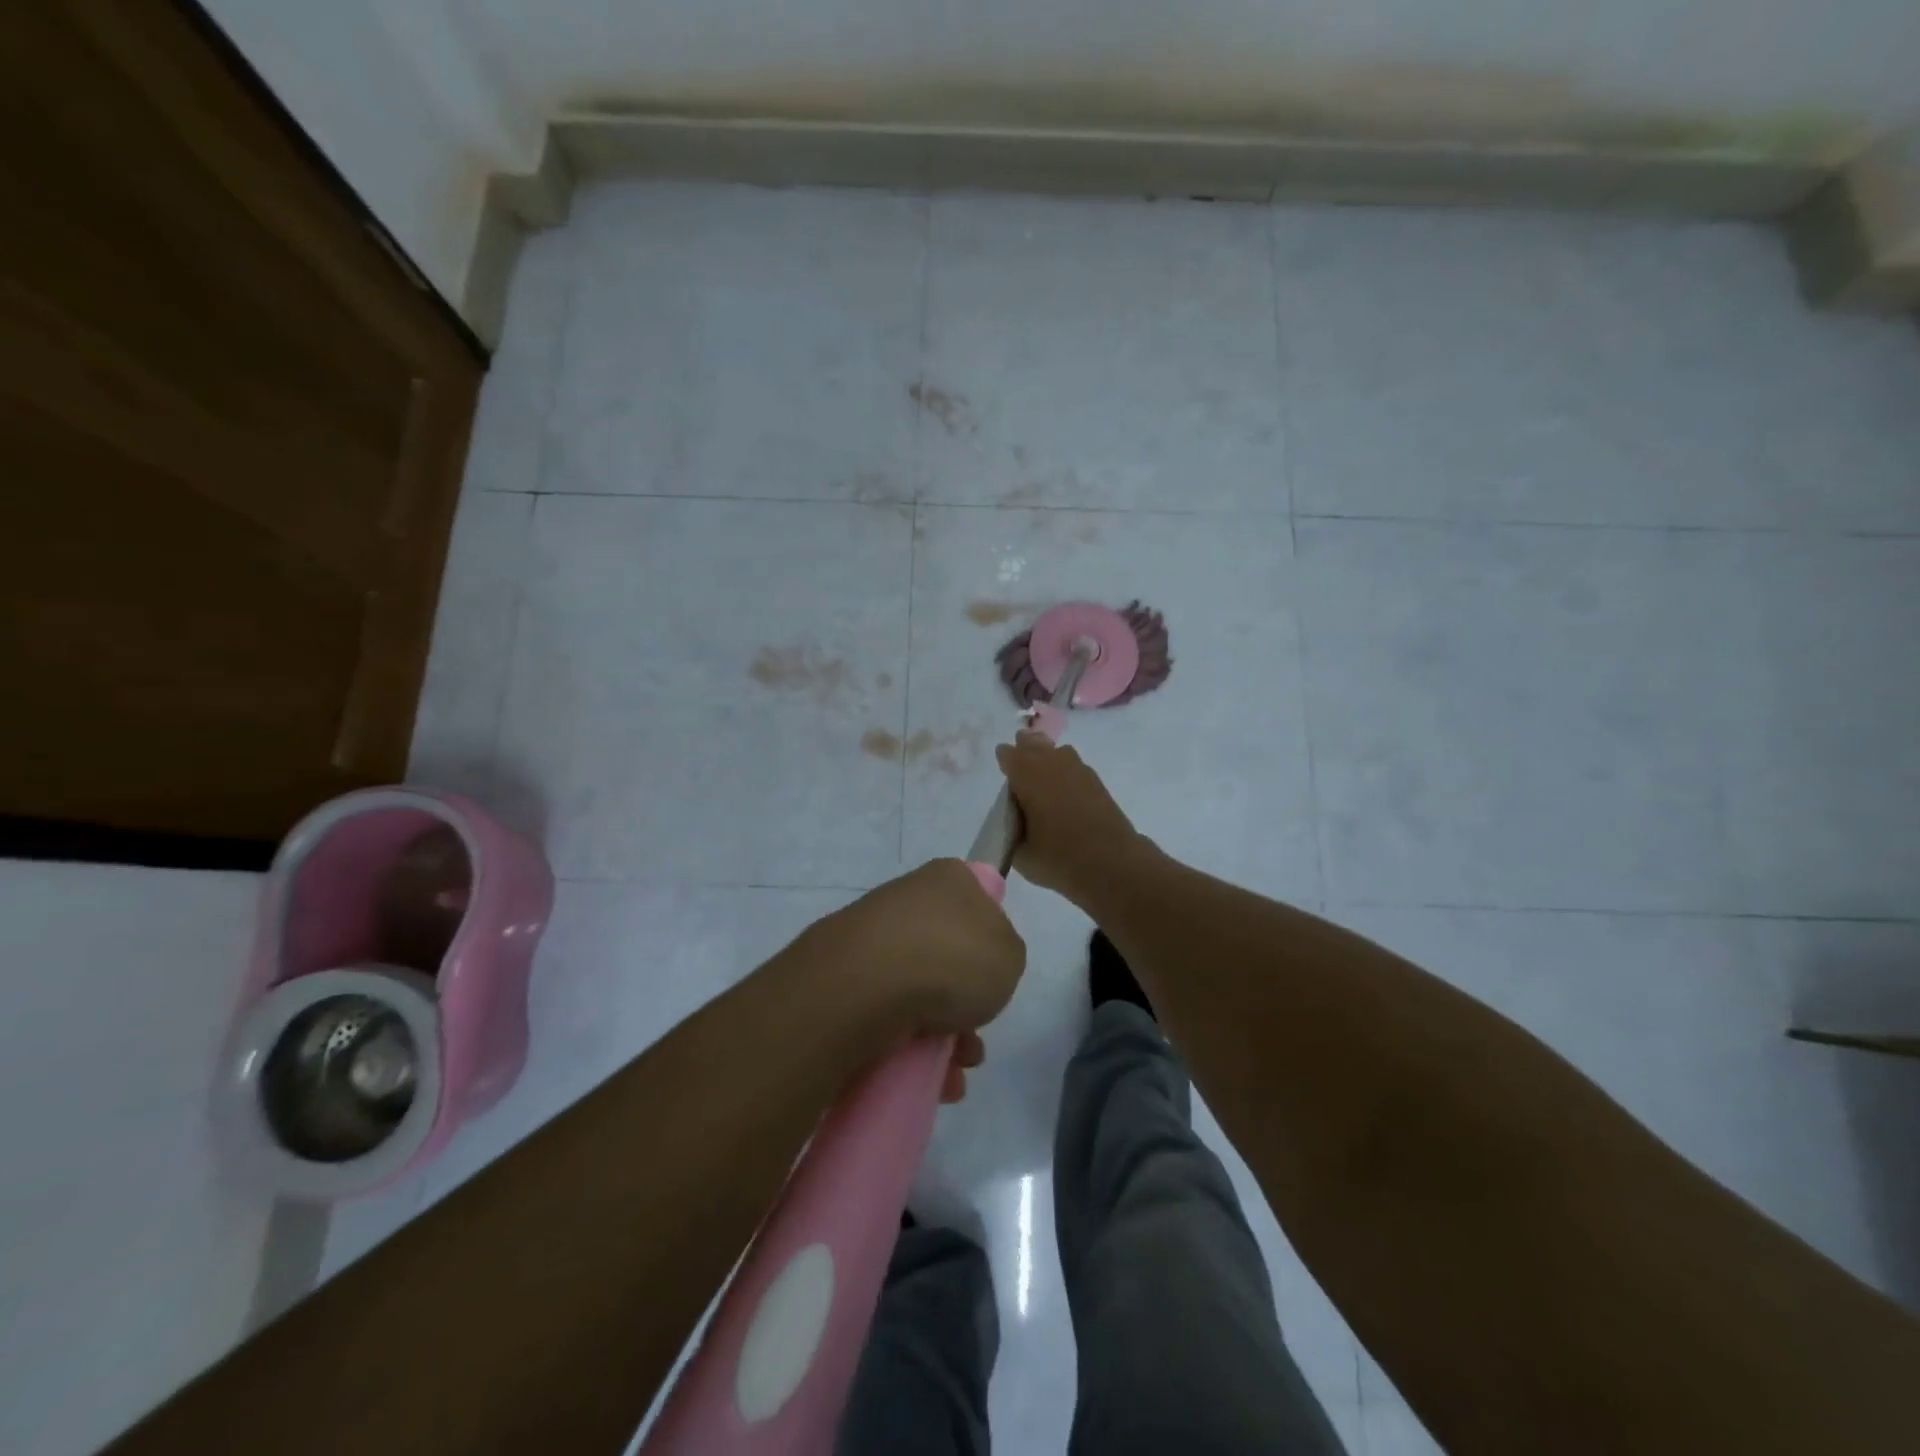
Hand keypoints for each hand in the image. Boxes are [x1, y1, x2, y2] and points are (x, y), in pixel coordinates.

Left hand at [808, 859, 1025, 1098]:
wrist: (865, 986)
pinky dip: (906, 1047)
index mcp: (948, 878)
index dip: (989, 943)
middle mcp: (906, 898)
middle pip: (947, 955)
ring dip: (940, 1037)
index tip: (993, 978)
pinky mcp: (842, 977)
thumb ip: (1004, 954)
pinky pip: (885, 1014)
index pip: (977, 901)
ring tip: (952, 1075)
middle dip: (964, 1006)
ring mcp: (869, 937)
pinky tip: (923, 1080)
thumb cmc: (951, 959)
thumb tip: (980, 962)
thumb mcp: (1010, 955)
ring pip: (917, 991)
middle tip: (973, 1041)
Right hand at [994, 730, 1144, 904]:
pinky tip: (1064, 794)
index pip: (1008, 754)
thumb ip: (1011, 831)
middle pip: (1033, 743)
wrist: (1112, 864)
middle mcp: (1052, 762)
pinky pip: (1073, 768)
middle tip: (1020, 773)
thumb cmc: (1059, 858)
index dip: (1004, 763)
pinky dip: (1065, 775)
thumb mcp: (1021, 853)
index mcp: (1027, 773)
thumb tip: (1017, 822)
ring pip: (1056, 752)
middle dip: (1024, 752)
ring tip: (1042, 782)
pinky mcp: (1097, 782)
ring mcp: (1078, 769)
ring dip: (1047, 760)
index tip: (1004, 778)